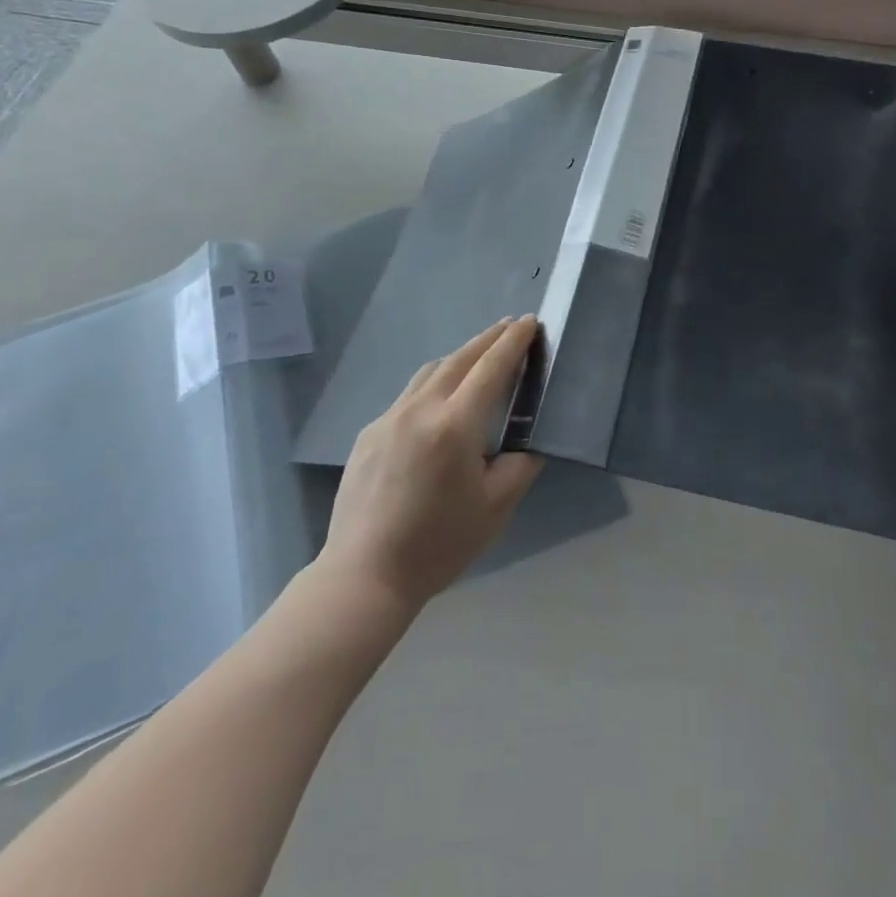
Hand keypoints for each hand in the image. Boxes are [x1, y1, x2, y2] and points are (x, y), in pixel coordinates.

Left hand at [323, 317, 542, 611]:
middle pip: (459, 359)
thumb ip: (521, 464)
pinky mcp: (369, 433)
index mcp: (455, 425)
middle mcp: (420, 409)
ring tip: (480, 355)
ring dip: (460, 357)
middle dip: (488, 339)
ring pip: (430, 372)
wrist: (364, 574)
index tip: (529, 322)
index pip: (491, 368)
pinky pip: (409, 395)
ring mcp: (389, 418)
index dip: (513, 342)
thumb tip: (531, 439)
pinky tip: (440, 401)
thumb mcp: (496, 507)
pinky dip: (434, 383)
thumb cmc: (438, 544)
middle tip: (511, 326)